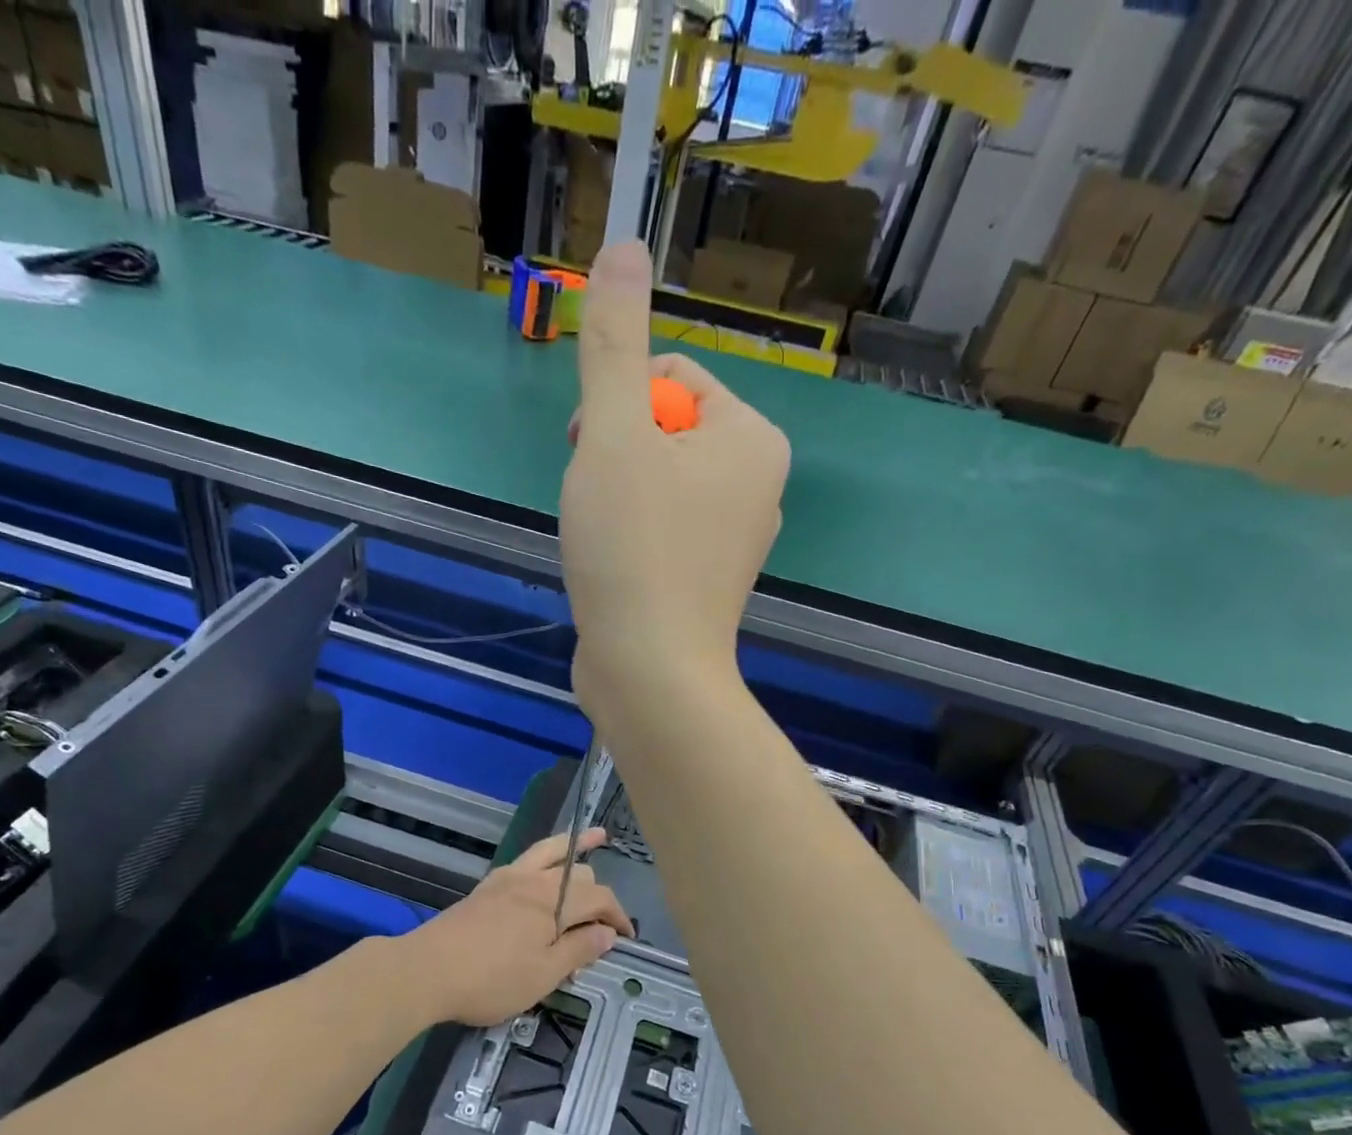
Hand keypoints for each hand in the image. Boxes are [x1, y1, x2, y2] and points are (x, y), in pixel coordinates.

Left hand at [402, 827, 633, 1026]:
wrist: (427, 970)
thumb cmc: (490, 980)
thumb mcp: (543, 975)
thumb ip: (579, 950)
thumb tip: (608, 933)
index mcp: (554, 903)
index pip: (600, 899)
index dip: (619, 917)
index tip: (627, 939)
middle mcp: (535, 881)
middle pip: (580, 875)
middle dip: (599, 894)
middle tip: (603, 925)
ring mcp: (509, 878)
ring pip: (552, 851)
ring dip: (577, 845)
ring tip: (597, 835)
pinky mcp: (489, 885)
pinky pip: (528, 858)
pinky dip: (548, 853)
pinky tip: (546, 863)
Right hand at [562, 240, 789, 715]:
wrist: (650, 671)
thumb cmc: (633, 548)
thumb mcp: (614, 433)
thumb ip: (614, 342)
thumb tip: (623, 245)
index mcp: (753, 437)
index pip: (672, 380)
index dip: (616, 409)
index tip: (593, 455)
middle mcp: (758, 483)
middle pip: (663, 433)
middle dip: (615, 458)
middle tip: (598, 505)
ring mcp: (736, 538)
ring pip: (656, 485)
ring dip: (614, 499)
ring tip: (604, 542)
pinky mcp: (708, 580)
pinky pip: (660, 531)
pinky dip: (628, 540)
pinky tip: (614, 570)